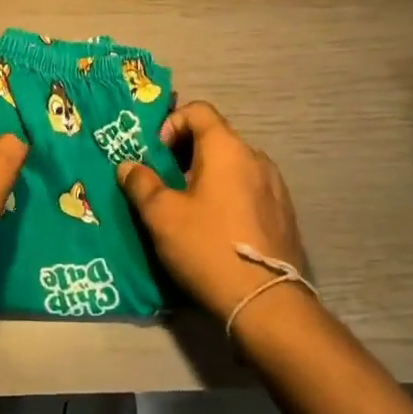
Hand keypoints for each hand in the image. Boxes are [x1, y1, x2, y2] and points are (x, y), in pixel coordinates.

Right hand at [116, 101, 311, 322]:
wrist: (266, 303)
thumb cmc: (207, 247)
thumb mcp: (161, 215)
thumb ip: (141, 183)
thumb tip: (128, 166)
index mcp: (227, 148)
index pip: (198, 110)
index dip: (171, 123)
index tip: (156, 155)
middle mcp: (256, 158)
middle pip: (215, 137)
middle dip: (185, 153)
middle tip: (164, 184)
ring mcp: (275, 186)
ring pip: (232, 166)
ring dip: (207, 176)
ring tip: (188, 208)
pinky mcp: (283, 214)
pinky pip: (248, 189)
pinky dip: (227, 195)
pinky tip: (216, 228)